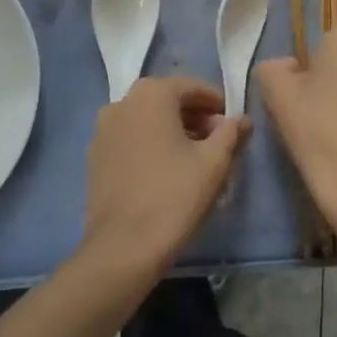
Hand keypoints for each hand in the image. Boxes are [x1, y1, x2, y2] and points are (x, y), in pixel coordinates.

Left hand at [79, 75, 249, 278]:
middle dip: (195, 117)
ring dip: (172, 130)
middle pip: (168, 100)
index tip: (231, 124)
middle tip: (217, 142)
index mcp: (152, 93)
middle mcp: (123, 101)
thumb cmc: (173, 197)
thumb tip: (242, 119)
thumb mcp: (213, 163)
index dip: (216, 103)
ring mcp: (104, 129)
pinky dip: (150, 144)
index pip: (192, 87)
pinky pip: (130, 138)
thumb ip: (230, 133)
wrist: (121, 250)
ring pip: (147, 119)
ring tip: (193, 158)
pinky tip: (165, 171)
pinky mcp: (94, 156)